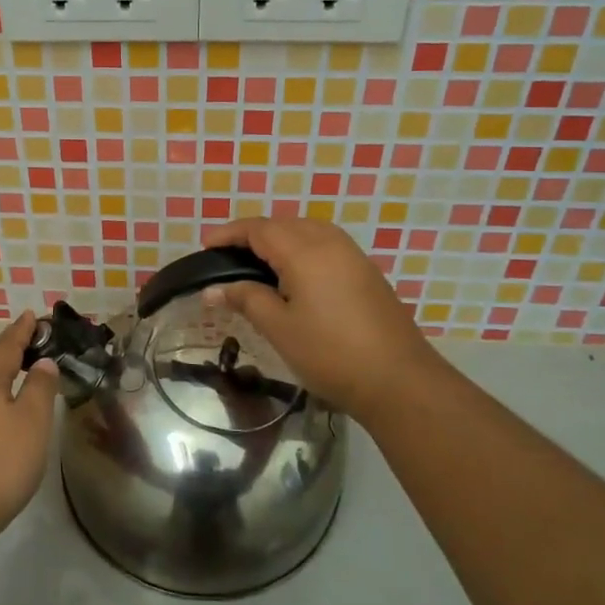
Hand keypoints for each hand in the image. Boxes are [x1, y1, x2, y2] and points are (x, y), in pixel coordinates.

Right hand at [204, 217, 442, 425]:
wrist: (399, 380)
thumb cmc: (330, 353)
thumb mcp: (279, 328)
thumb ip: (245, 299)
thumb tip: (213, 289)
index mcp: (304, 250)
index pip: (258, 229)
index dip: (229, 234)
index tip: (205, 246)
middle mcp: (329, 242)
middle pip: (283, 224)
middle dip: (252, 234)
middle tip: (227, 256)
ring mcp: (352, 254)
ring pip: (306, 231)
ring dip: (278, 238)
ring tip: (257, 262)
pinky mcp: (366, 271)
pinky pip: (324, 245)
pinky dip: (301, 249)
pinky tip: (294, 275)